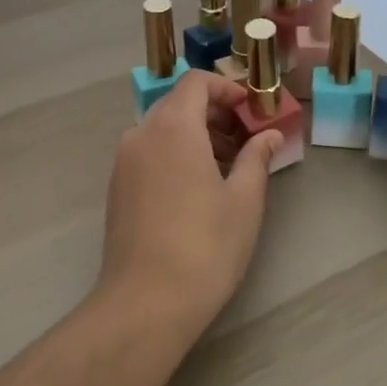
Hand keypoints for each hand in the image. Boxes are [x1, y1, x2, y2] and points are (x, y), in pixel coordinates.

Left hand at [99, 71, 283, 340]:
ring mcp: (123, 161)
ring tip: (227, 169)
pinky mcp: (116, 188)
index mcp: (173, 127)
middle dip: (214, 114)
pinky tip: (196, 189)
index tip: (251, 110)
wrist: (145, 302)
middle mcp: (141, 133)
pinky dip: (174, 154)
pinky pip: (149, 153)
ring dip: (195, 135)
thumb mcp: (244, 200)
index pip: (196, 82)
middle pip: (178, 104)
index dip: (226, 88)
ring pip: (162, 129)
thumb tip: (270, 136)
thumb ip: (257, 158)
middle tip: (246, 141)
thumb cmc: (204, 245)